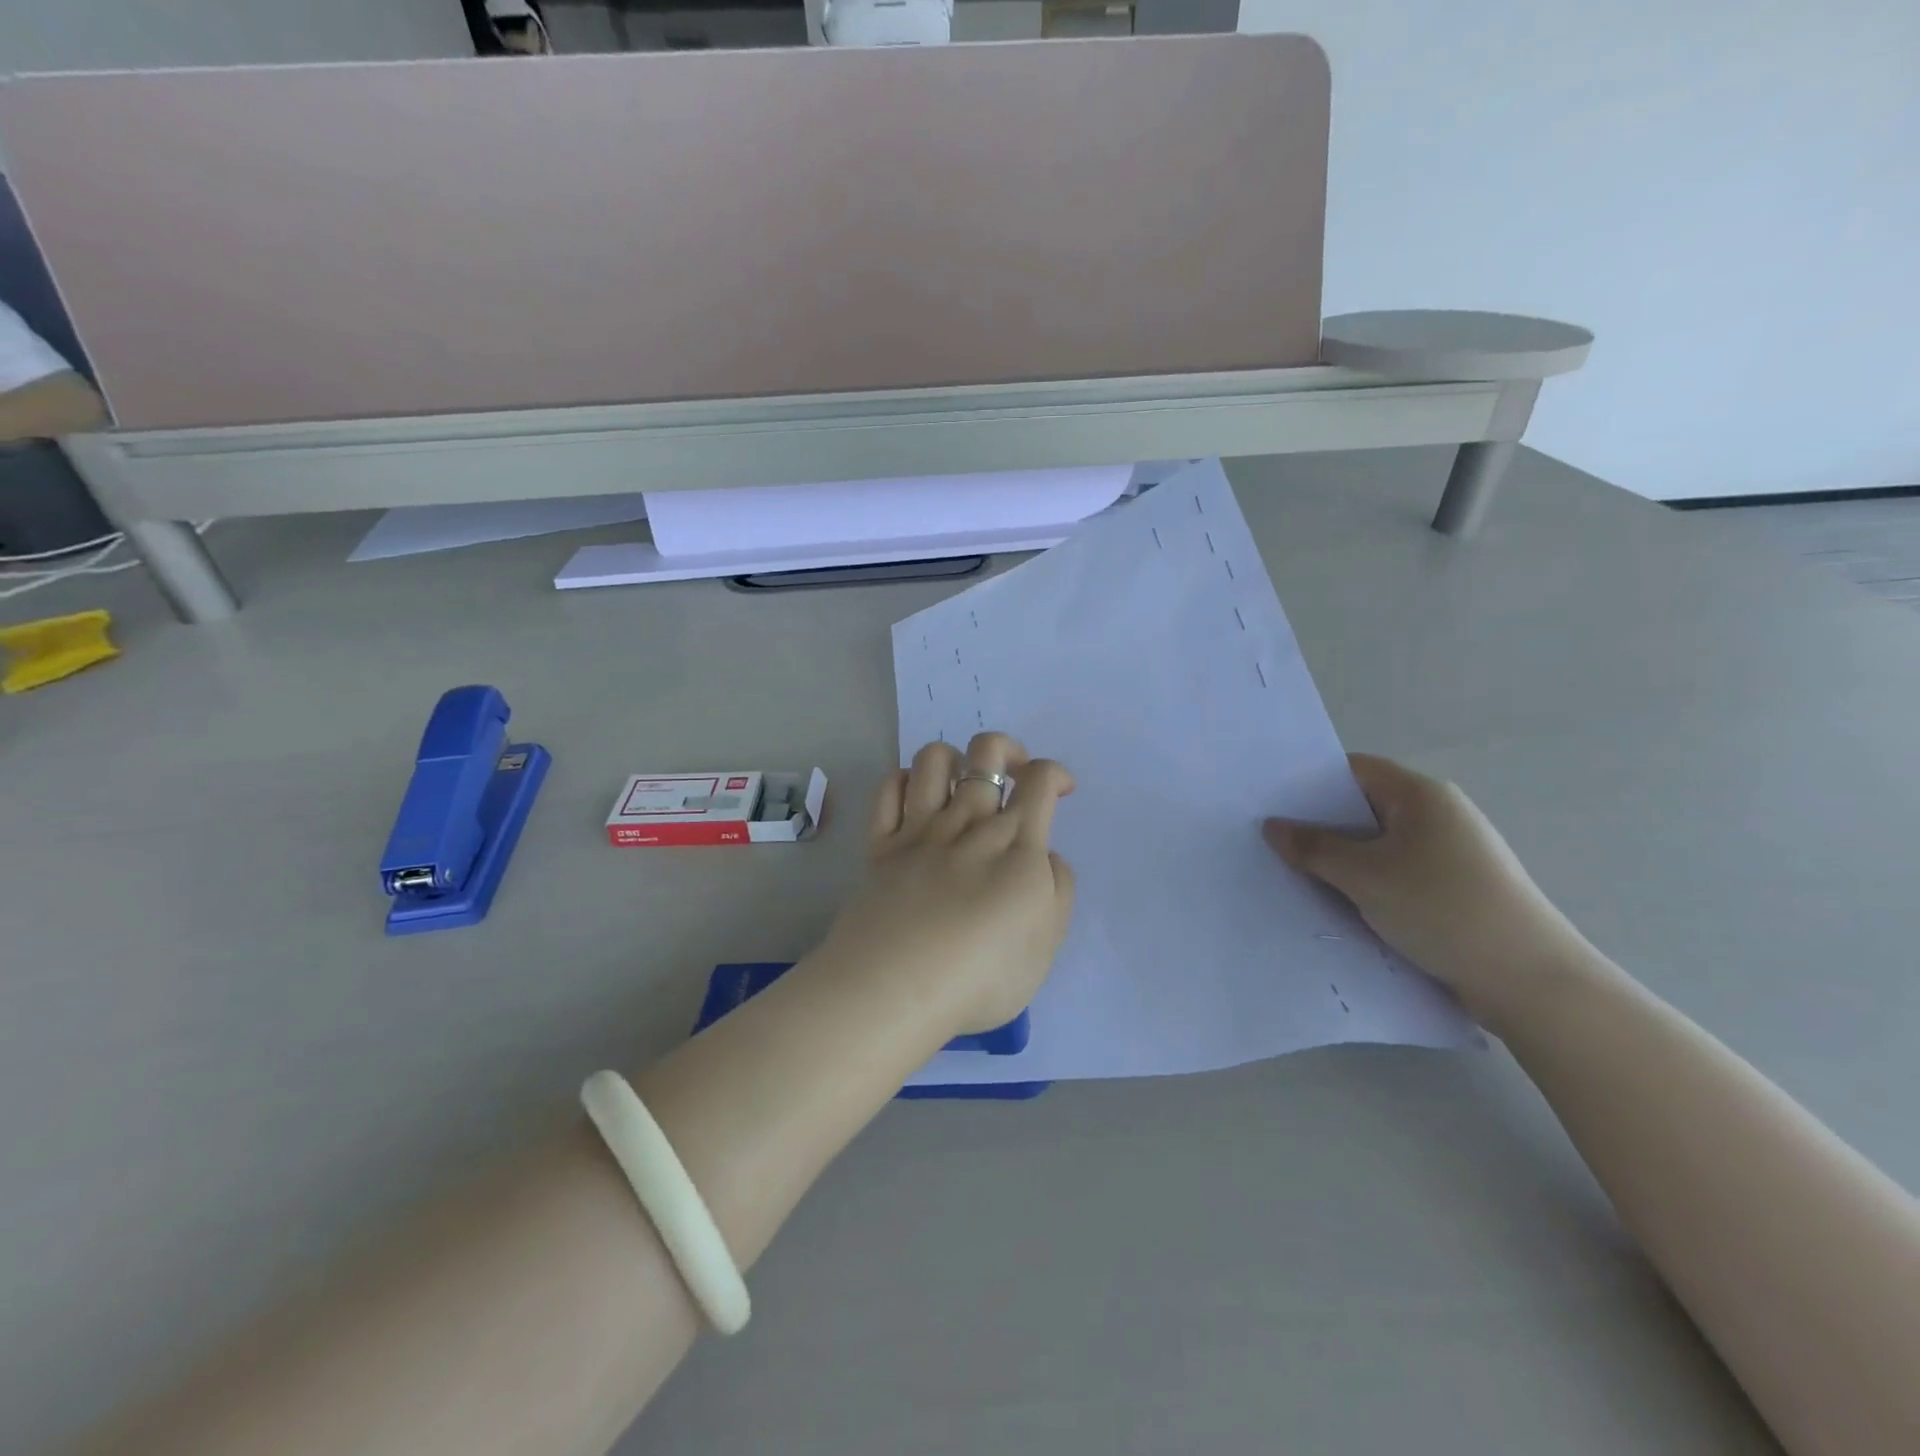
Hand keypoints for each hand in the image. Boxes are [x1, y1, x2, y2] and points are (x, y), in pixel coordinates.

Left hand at [819, 732, 1076, 1036]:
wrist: (895, 989)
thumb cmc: (981, 977)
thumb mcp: (1046, 947)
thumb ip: (1058, 892)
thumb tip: (1046, 856)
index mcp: (1017, 845)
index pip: (1040, 780)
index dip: (1056, 773)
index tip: (1060, 792)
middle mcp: (969, 823)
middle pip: (987, 751)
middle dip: (1008, 749)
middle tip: (1014, 777)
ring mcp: (920, 829)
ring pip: (934, 758)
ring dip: (955, 757)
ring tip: (961, 784)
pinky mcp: (880, 844)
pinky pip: (888, 789)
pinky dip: (903, 780)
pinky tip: (914, 797)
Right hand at [1264, 754, 1594, 1028]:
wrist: (1529, 981)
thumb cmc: (1441, 908)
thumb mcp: (1364, 875)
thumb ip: (1313, 848)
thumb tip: (1273, 826)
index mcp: (1422, 795)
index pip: (1354, 770)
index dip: (1310, 782)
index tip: (1271, 802)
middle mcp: (1438, 815)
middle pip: (1363, 808)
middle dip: (1320, 826)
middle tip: (1272, 842)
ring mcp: (1449, 854)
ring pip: (1378, 846)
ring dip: (1342, 861)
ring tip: (1297, 875)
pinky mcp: (1454, 889)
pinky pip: (1395, 874)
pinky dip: (1366, 884)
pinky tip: (1340, 905)